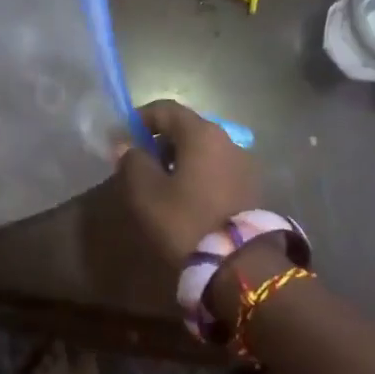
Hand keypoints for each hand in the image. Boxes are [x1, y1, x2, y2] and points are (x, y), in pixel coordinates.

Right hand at [119, 99, 262, 264]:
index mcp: (201, 133)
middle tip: (139, 164)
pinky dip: (199, 174)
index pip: (165, 109)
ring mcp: (244, 163)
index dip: (140, 118)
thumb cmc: (185, 220)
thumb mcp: (146, 192)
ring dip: (180, 159)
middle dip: (160, 141)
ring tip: (162, 185)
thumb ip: (132, 161)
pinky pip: (218, 169)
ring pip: (204, 150)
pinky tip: (186, 199)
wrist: (239, 264)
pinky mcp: (252, 187)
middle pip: (187, 128)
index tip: (122, 137)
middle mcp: (228, 140)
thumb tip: (127, 145)